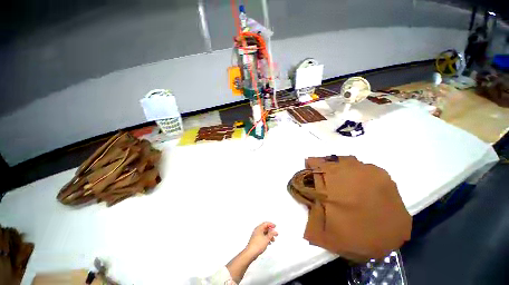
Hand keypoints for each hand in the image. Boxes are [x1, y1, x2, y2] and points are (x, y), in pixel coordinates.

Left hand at [245, 222, 277, 256]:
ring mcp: (256, 235)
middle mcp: (257, 230)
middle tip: (275, 234)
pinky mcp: (256, 240)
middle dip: (271, 231)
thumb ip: (271, 234)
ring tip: (273, 240)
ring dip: (269, 236)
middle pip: (265, 228)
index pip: (266, 223)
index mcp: (259, 228)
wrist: (251, 253)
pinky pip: (262, 237)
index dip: (271, 224)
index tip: (275, 226)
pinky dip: (266, 239)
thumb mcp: (267, 239)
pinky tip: (269, 243)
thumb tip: (275, 231)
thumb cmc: (258, 245)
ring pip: (264, 233)